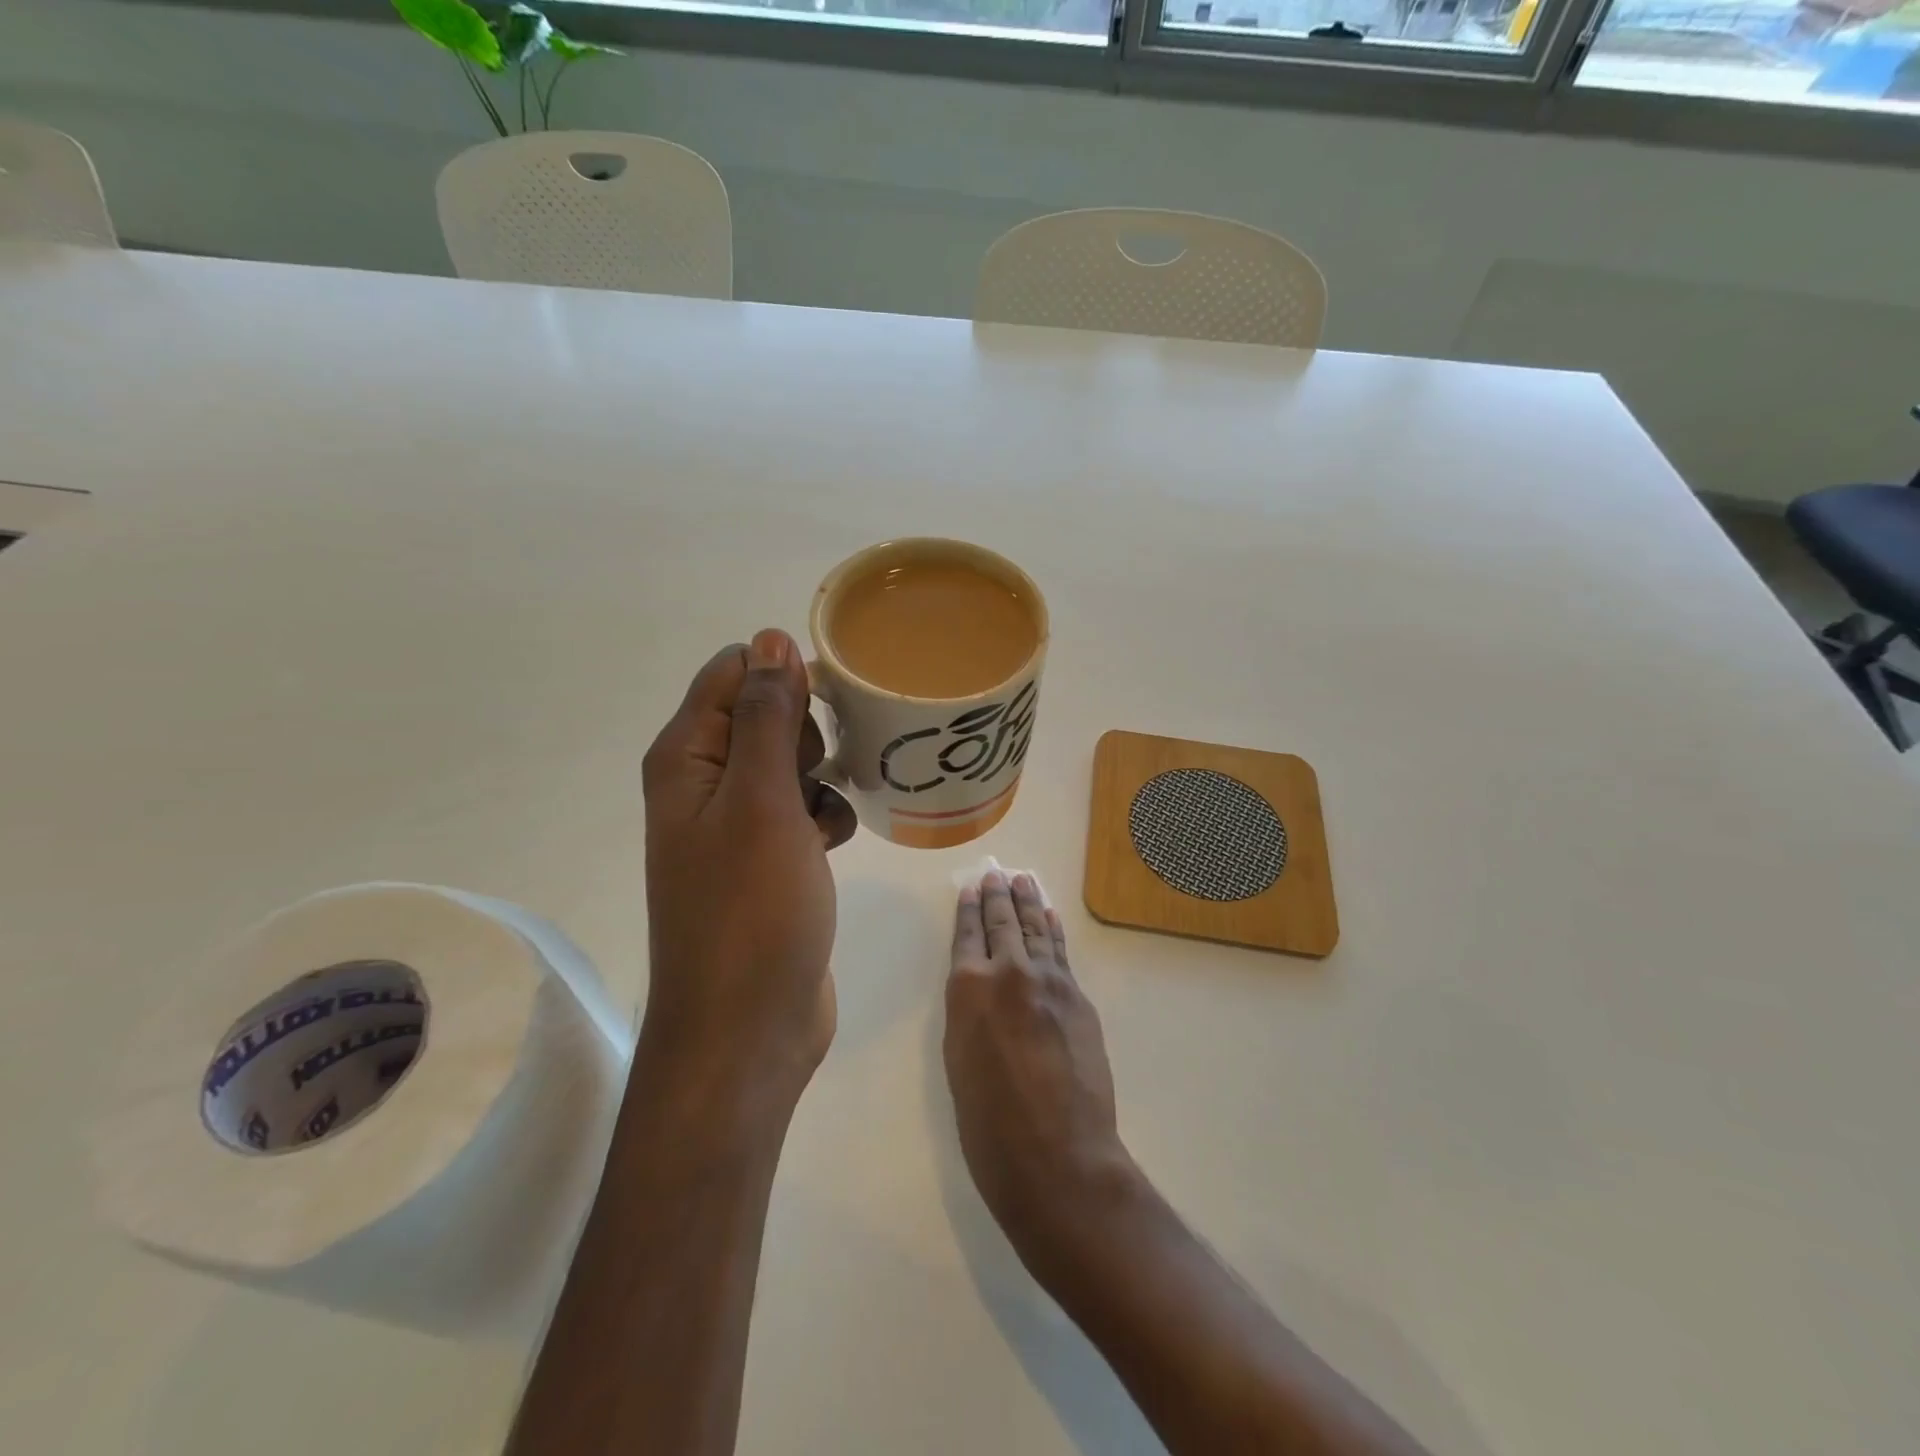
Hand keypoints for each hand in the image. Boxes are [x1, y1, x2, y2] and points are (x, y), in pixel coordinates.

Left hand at [640, 629, 857, 1113]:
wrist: (749, 1028)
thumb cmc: (752, 909)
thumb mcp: (763, 801)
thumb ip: (768, 717)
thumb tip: (770, 638)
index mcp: (685, 759)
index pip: (732, 673)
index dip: (782, 677)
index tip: (827, 704)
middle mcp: (703, 784)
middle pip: (763, 715)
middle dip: (806, 732)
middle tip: (819, 772)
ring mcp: (735, 826)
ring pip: (790, 764)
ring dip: (821, 777)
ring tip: (828, 816)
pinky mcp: (766, 860)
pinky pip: (801, 810)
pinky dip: (823, 817)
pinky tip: (835, 846)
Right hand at [944, 870, 1137, 1266]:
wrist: (1057, 1154)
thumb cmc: (989, 1124)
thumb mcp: (959, 1062)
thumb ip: (969, 1013)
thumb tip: (981, 990)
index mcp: (967, 989)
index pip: (967, 935)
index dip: (968, 910)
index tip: (971, 889)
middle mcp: (1007, 972)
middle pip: (1002, 922)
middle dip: (998, 896)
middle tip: (997, 874)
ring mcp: (1048, 981)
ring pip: (1035, 929)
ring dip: (1029, 902)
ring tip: (1023, 880)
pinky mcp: (1078, 997)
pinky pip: (1061, 952)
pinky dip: (1054, 930)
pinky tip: (1050, 917)